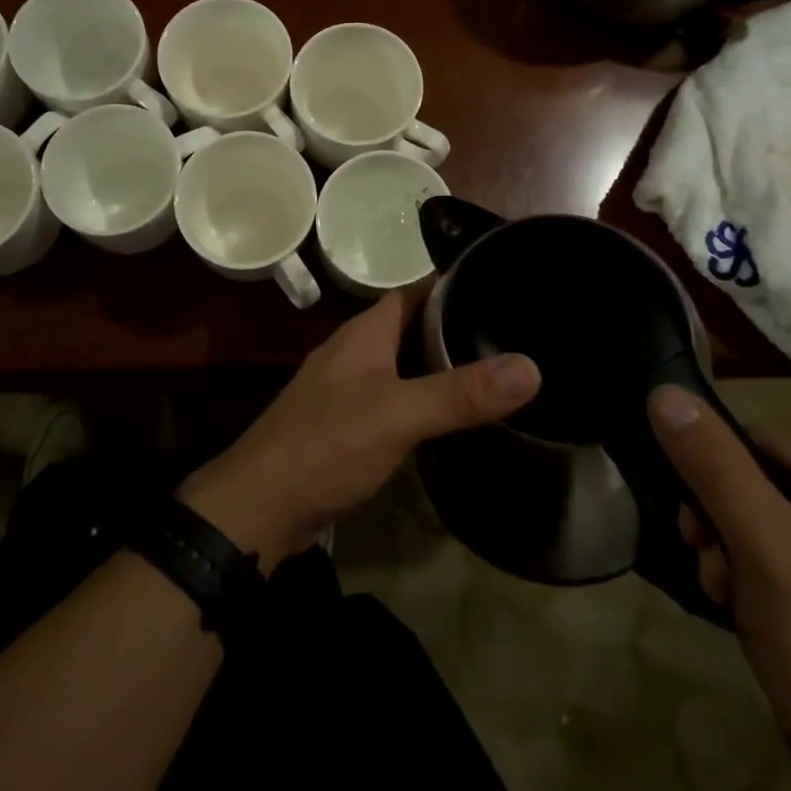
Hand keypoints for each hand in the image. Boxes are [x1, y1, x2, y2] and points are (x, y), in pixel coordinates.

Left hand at [181, 290, 539, 571]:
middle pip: (412, 327)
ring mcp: (347, 389)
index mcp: (365, 333)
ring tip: (494, 374)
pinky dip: (422, 401)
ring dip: (439, 366)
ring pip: (403, 365)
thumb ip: (460, 392)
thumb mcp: (398, 414)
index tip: (502, 286)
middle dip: (455, 327)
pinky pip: (393, 399)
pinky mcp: (346, 425)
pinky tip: (451, 419)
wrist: (259, 506)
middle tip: (512, 336)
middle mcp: (355, 352)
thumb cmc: (326, 444)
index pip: (415, 291)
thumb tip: (531, 367)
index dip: (454, 284)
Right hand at [648, 388, 790, 790]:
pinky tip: (742, 608)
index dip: (716, 475)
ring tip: (725, 592)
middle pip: (759, 484)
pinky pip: (777, 557)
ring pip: (761, 522)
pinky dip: (748, 576)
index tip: (693, 522)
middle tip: (708, 562)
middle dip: (720, 522)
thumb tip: (662, 392)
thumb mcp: (759, 539)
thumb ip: (711, 462)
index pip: (762, 444)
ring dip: (727, 551)